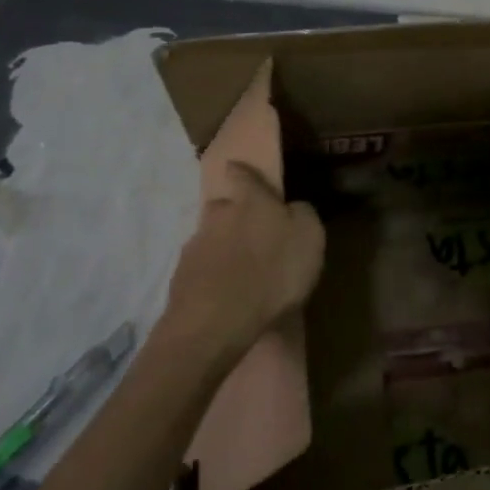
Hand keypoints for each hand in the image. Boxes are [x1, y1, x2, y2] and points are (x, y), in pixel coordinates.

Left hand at [165, 160, 324, 357]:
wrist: (216, 322)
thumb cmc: (273, 272)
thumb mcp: (309, 238)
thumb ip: (302, 215)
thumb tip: (292, 207)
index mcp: (251, 202)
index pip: (242, 175)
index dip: (241, 171)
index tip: (237, 168)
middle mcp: (218, 216)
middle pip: (222, 206)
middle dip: (232, 214)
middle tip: (249, 232)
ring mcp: (194, 246)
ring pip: (209, 238)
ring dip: (222, 247)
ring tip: (238, 270)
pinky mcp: (180, 278)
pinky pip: (200, 268)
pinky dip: (211, 275)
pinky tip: (223, 292)